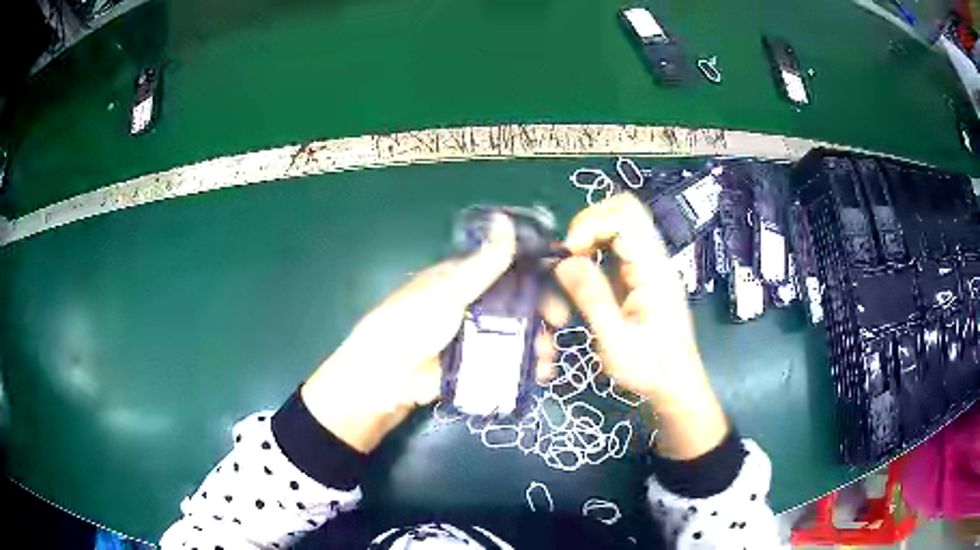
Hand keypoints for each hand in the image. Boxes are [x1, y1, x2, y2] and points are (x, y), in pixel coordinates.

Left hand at [302, 214, 558, 452]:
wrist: (385, 377)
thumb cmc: (414, 324)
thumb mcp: (450, 290)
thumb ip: (484, 262)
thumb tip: (506, 218)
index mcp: (463, 282)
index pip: (508, 275)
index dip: (536, 284)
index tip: (557, 297)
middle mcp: (471, 307)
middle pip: (516, 309)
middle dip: (540, 321)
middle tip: (557, 334)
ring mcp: (472, 339)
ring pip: (514, 338)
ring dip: (535, 348)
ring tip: (546, 364)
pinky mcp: (472, 367)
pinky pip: (504, 364)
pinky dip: (523, 370)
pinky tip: (537, 377)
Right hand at [554, 194, 727, 459]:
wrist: (677, 385)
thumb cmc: (650, 369)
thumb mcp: (615, 341)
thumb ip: (592, 298)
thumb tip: (563, 260)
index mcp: (653, 270)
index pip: (624, 216)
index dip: (589, 225)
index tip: (567, 255)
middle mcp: (655, 259)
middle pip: (624, 210)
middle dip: (588, 224)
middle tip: (569, 255)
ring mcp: (650, 265)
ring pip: (619, 225)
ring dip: (591, 238)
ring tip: (572, 268)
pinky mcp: (643, 276)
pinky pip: (618, 246)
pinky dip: (595, 253)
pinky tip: (584, 280)